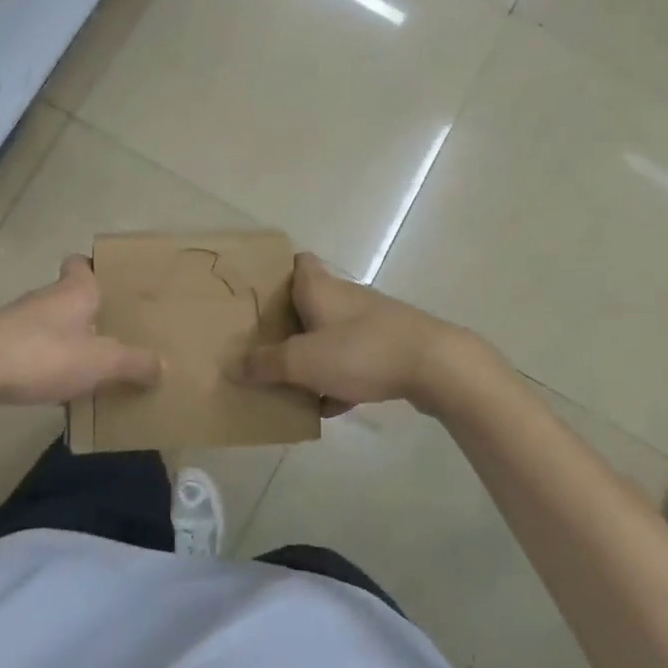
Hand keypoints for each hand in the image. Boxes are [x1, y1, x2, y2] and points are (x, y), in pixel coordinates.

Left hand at [0, 256, 160, 410]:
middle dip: (90, 311)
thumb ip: (134, 363)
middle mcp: (45, 298)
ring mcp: (18, 322)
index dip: (94, 267)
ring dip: (68, 338)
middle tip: (115, 330)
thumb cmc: (42, 354)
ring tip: (93, 363)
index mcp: (73, 291)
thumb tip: (164, 366)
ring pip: (51, 323)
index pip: (81, 263)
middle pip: (70, 295)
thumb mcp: (100, 362)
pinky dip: (46, 361)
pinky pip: (32, 349)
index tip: (111, 282)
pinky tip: (58, 385)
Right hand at [237, 253, 469, 410]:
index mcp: (319, 288)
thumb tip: (232, 365)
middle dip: (288, 324)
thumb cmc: (361, 352)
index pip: (297, 262)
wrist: (435, 365)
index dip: (276, 272)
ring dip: (314, 355)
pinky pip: (354, 358)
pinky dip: (340, 377)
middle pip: (309, 302)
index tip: (257, 294)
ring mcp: (370, 320)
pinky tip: (331, 406)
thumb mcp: (303, 361)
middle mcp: (344, 296)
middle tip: (262, 347)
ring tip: (290, 383)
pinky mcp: (390, 345)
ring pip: (331, 333)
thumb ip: (266, 364)